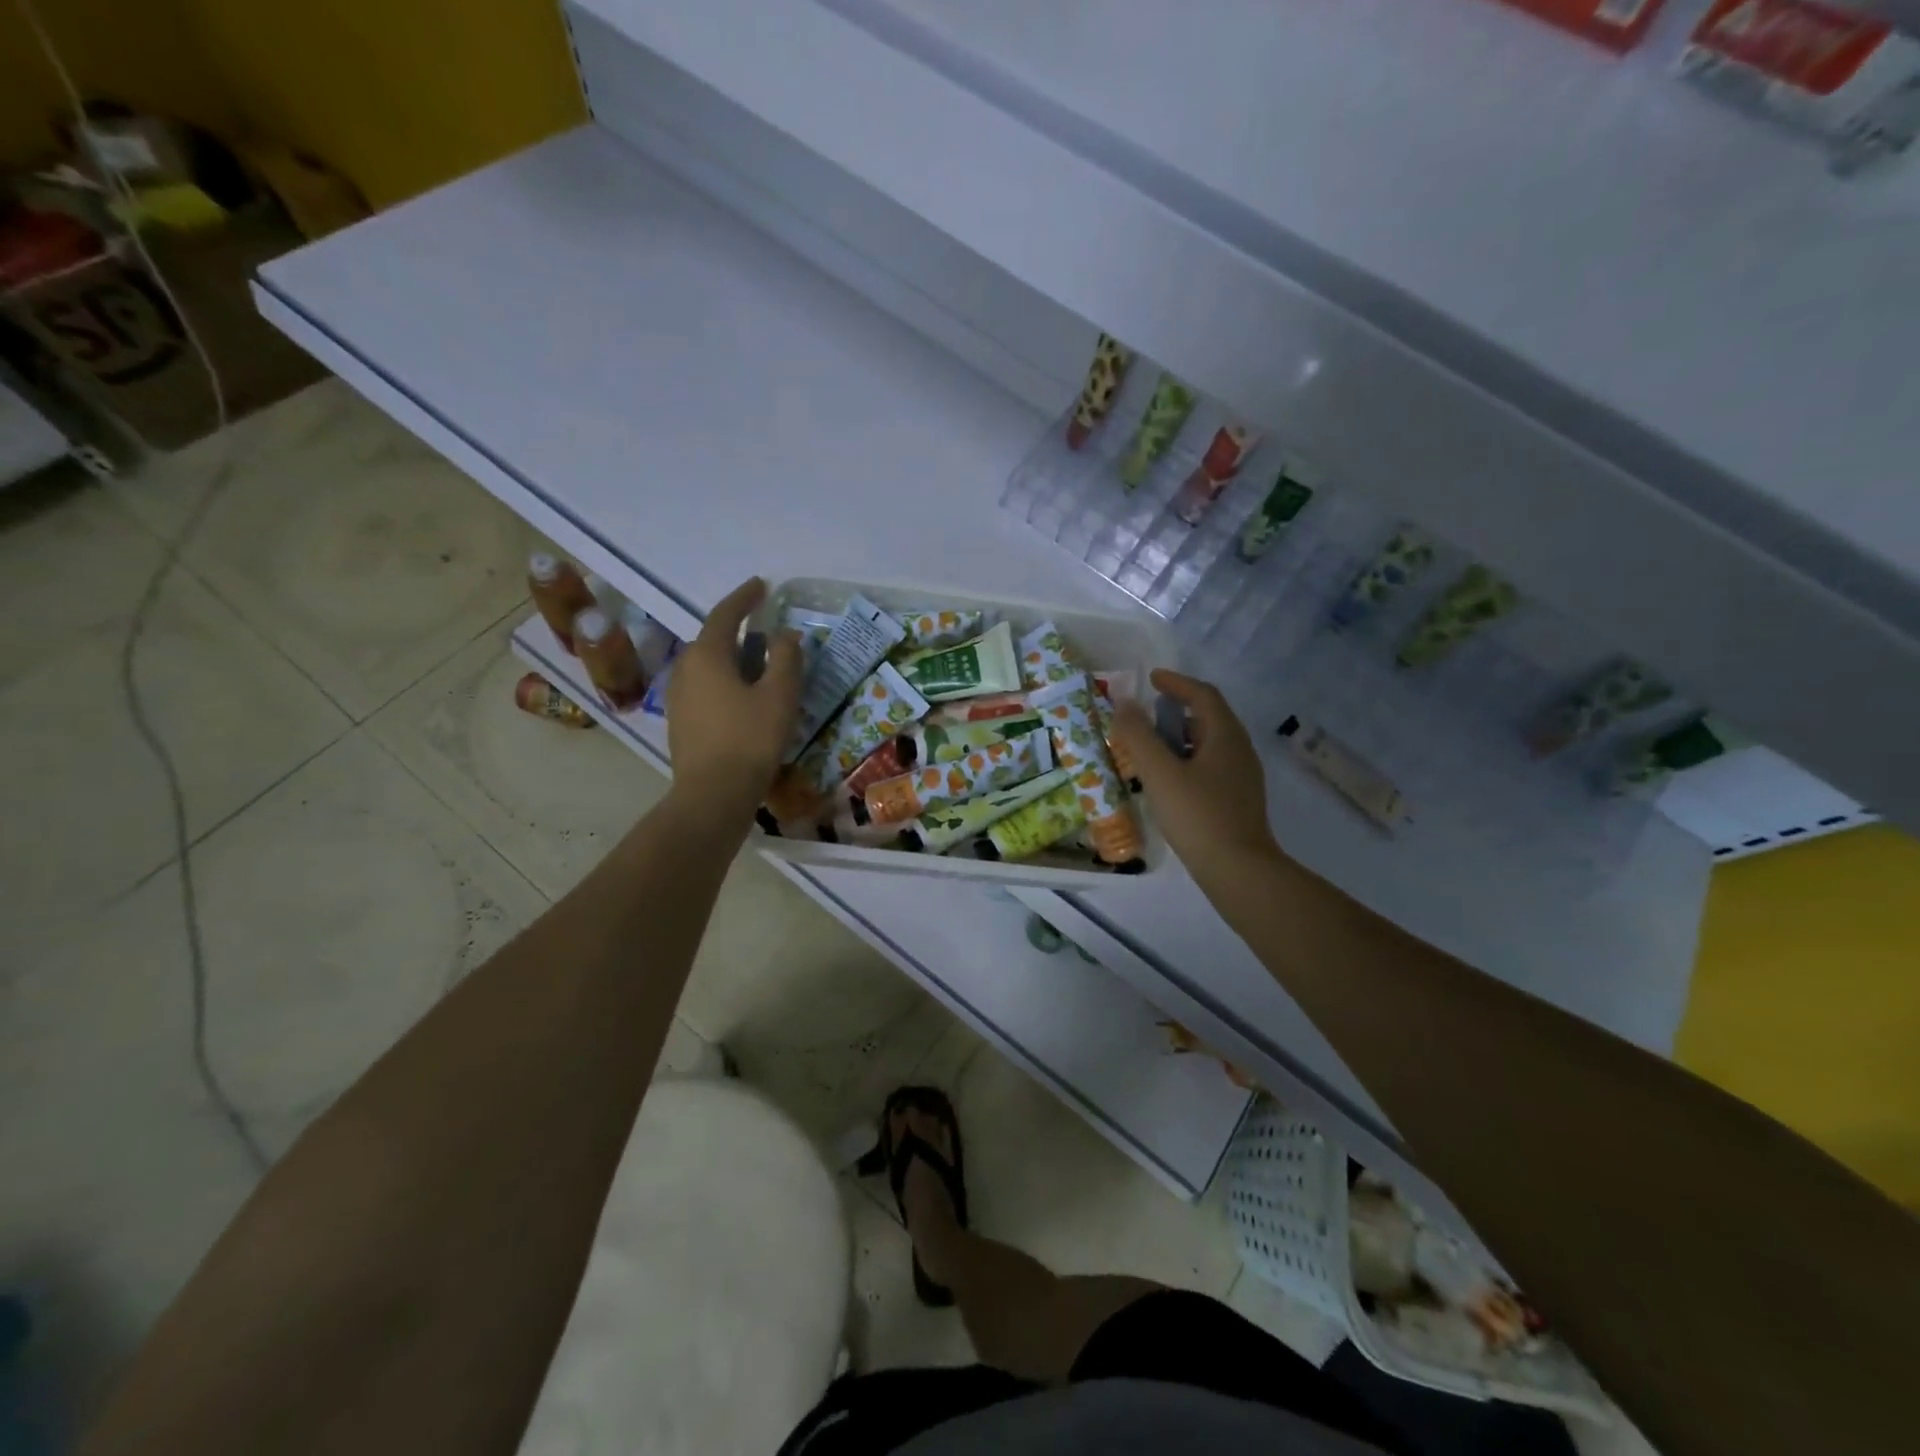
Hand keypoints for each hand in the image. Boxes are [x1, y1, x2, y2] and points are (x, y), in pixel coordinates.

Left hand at [666, 578, 803, 819]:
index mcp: (707, 655)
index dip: (745, 597)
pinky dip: (724, 680)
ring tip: (758, 663)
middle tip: (765, 629)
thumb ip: (785, 658)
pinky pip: (704, 686)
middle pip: (712, 639)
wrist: (713, 794)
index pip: (725, 614)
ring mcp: (678, 696)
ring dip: (732, 657)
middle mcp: (685, 669)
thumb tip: (785, 634)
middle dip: (738, 629)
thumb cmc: (750, 739)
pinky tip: (742, 695)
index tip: (761, 585)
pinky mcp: (680, 720)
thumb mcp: (779, 695)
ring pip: (707, 664)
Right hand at [1111, 670, 1281, 878]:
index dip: (1176, 683)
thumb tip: (1124, 705)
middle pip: (1208, 717)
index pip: (1203, 694)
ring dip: (1180, 738)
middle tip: (1146, 714)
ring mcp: (1242, 778)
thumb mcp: (1160, 773)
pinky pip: (1209, 767)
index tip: (1151, 679)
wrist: (1239, 870)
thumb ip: (1139, 736)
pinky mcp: (1237, 801)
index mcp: (1226, 736)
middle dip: (1176, 710)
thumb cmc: (1198, 815)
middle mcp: (1239, 750)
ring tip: (1150, 748)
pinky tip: (1167, 781)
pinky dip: (1186, 761)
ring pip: (1208, 744)